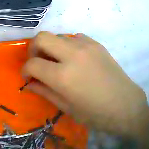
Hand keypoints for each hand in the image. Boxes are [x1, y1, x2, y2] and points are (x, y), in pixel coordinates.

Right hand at [22, 32, 148, 146]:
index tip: (28, 77)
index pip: (33, 63)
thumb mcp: (66, 107)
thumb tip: (30, 83)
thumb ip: (45, 92)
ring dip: (51, 47)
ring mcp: (86, 45)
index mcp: (63, 76)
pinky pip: (74, 37)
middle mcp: (72, 54)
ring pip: (58, 35)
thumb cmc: (94, 113)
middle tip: (38, 64)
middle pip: (42, 37)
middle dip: (33, 49)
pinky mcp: (96, 43)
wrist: (123, 103)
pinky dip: (68, 46)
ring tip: (57, 63)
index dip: (25, 70)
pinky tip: (75, 60)